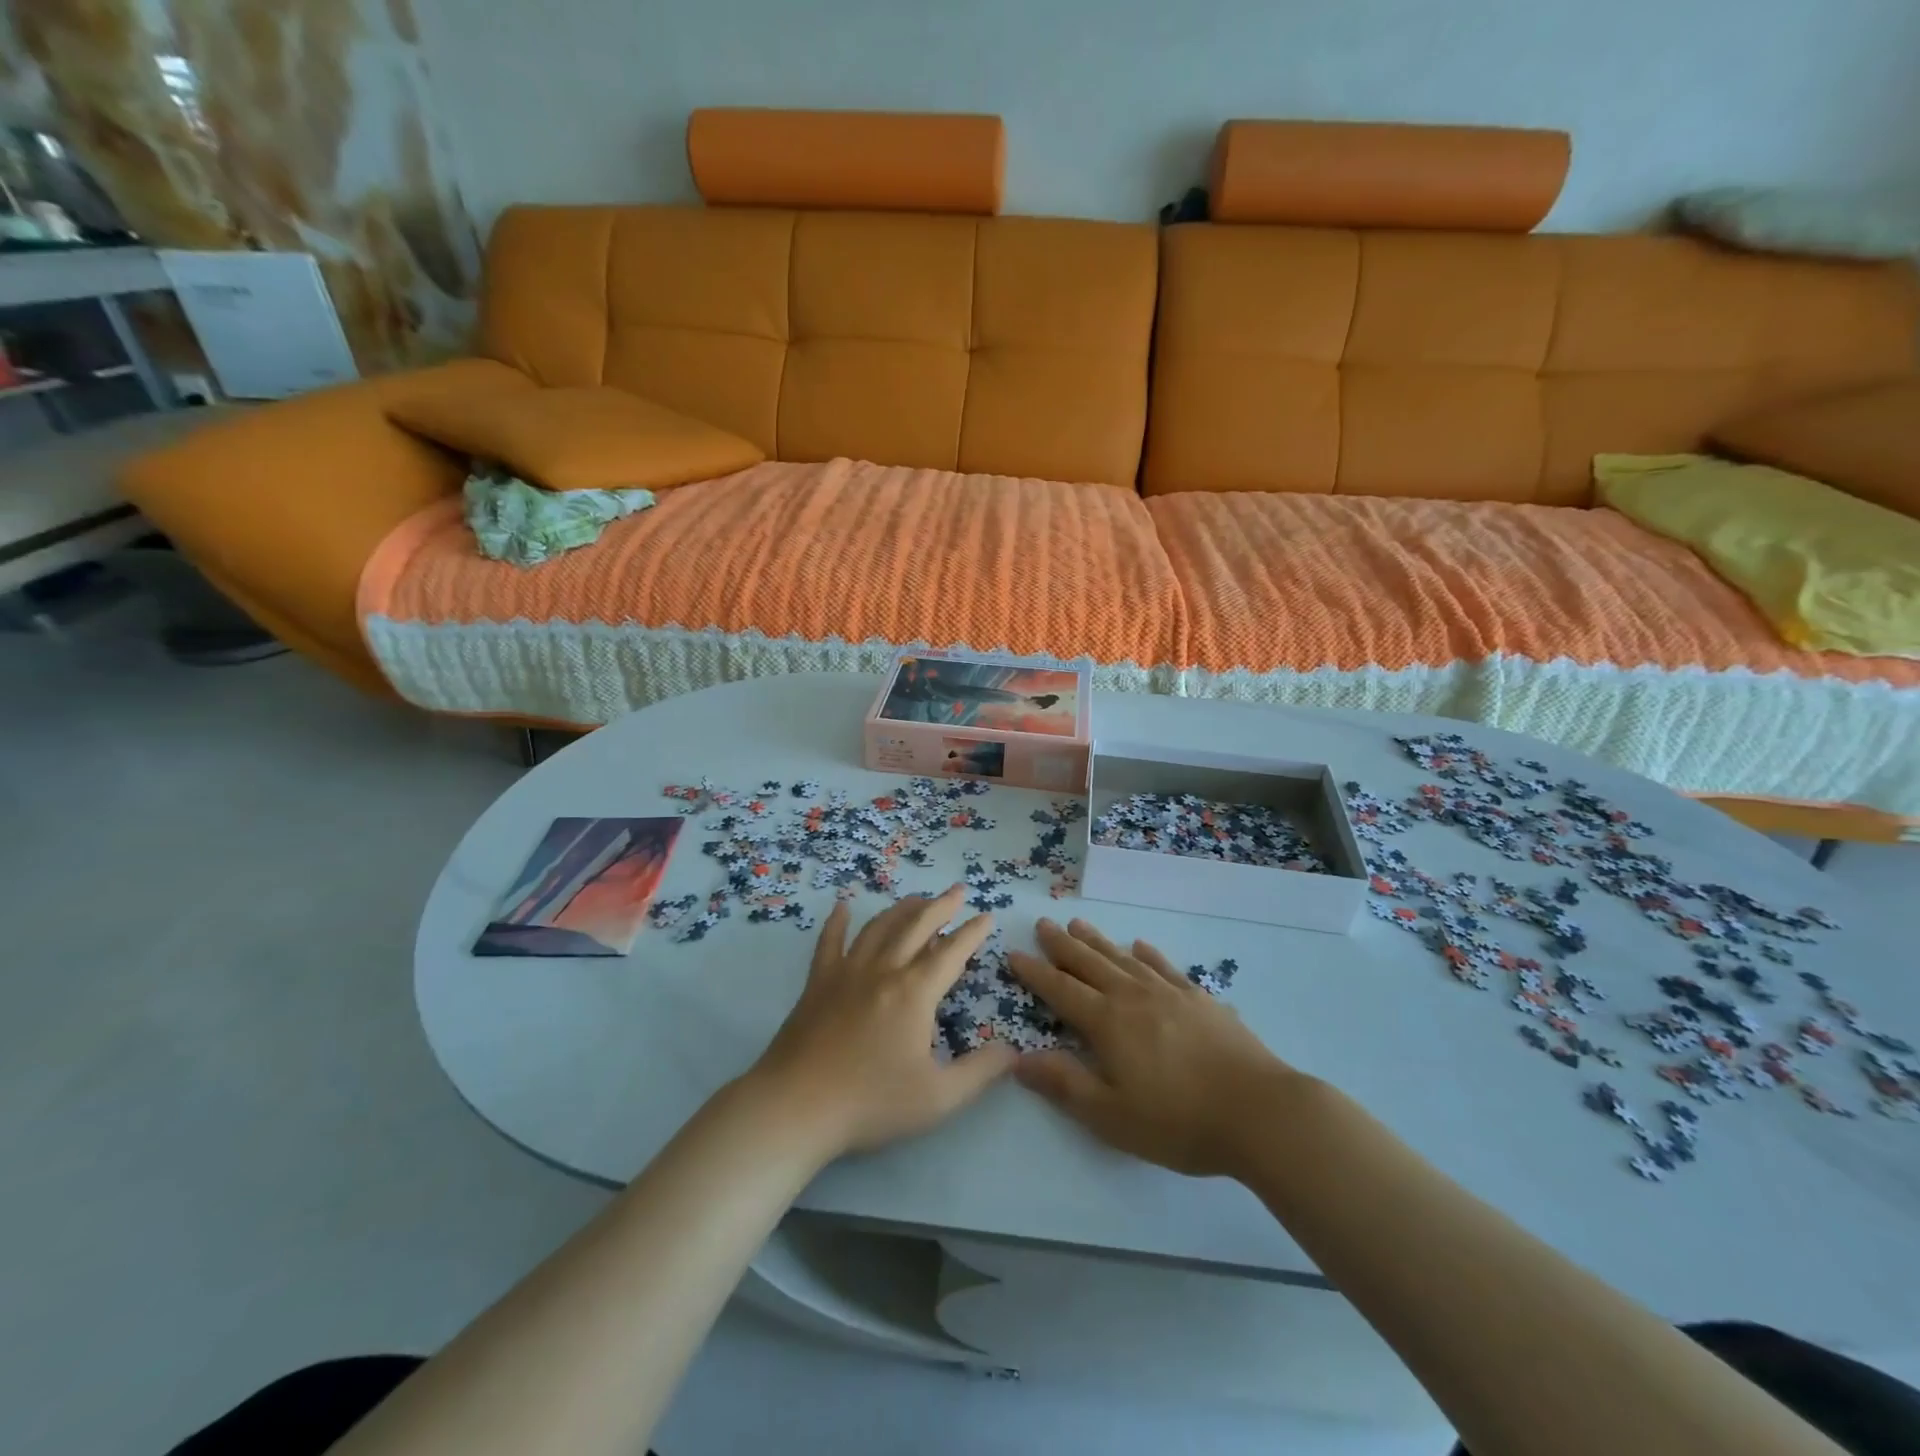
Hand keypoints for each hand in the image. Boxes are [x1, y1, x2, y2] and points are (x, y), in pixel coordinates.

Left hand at [744, 886, 1015, 1158]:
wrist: (796, 1107)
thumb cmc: (870, 1103)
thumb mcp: (938, 1098)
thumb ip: (980, 1072)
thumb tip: (1012, 1051)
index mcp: (914, 992)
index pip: (951, 952)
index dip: (972, 932)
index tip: (987, 915)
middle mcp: (883, 970)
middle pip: (916, 925)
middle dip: (941, 905)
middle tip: (957, 890)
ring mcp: (846, 972)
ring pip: (879, 927)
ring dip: (902, 908)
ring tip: (917, 899)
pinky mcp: (817, 983)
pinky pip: (829, 942)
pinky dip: (838, 921)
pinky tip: (843, 907)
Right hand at [1008, 919, 1299, 1177]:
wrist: (1259, 1112)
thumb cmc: (1179, 1121)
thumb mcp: (1111, 1115)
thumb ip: (1064, 1084)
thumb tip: (1018, 1059)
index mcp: (1108, 1022)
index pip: (1061, 990)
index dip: (1035, 973)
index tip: (1013, 954)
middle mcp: (1133, 997)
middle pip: (1090, 963)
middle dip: (1062, 945)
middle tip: (1043, 924)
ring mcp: (1170, 993)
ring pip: (1123, 958)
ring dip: (1098, 941)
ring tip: (1079, 924)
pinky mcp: (1200, 1000)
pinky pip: (1165, 967)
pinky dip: (1147, 954)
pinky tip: (1141, 946)